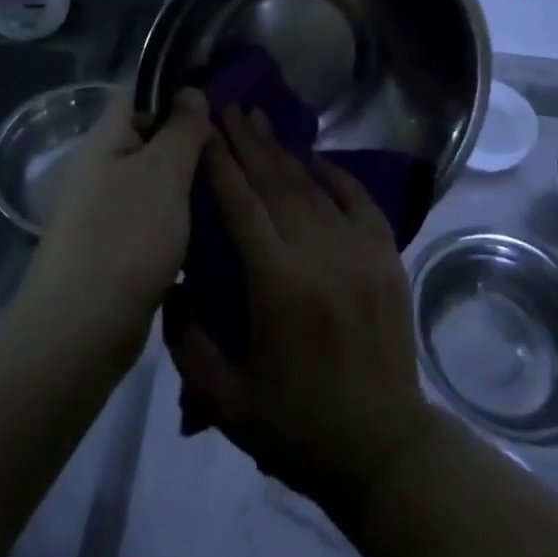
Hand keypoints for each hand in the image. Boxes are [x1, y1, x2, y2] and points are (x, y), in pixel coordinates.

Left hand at [31, 86, 208, 352]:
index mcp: (104, 138)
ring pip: (151, 177)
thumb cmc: (126, 237)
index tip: (218, 93)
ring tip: (228, 178)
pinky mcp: (109, 244)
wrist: (81, 330)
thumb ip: (181, 127)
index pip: (139, 91)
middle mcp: (97, 166)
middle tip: (232, 141)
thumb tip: (189, 91)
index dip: (176, 87)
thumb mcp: (164, 172)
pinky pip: (148, 212)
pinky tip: (207, 221)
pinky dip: (175, 212)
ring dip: (185, 178)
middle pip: (147, 134)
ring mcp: (100, 208)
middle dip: (188, 136)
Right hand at [162, 107, 436, 513]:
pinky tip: (318, 158)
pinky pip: (360, 201)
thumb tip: (169, 288)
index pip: (242, 207)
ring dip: (284, 152)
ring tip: (260, 121)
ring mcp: (360, 251)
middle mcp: (320, 255)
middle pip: (277, 184)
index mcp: (278, 286)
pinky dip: (338, 175)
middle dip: (248, 142)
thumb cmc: (299, 428)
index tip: (203, 130)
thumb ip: (187, 345)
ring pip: (314, 187)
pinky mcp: (387, 257)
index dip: (220, 164)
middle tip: (228, 107)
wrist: (385, 449)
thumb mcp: (226, 403)